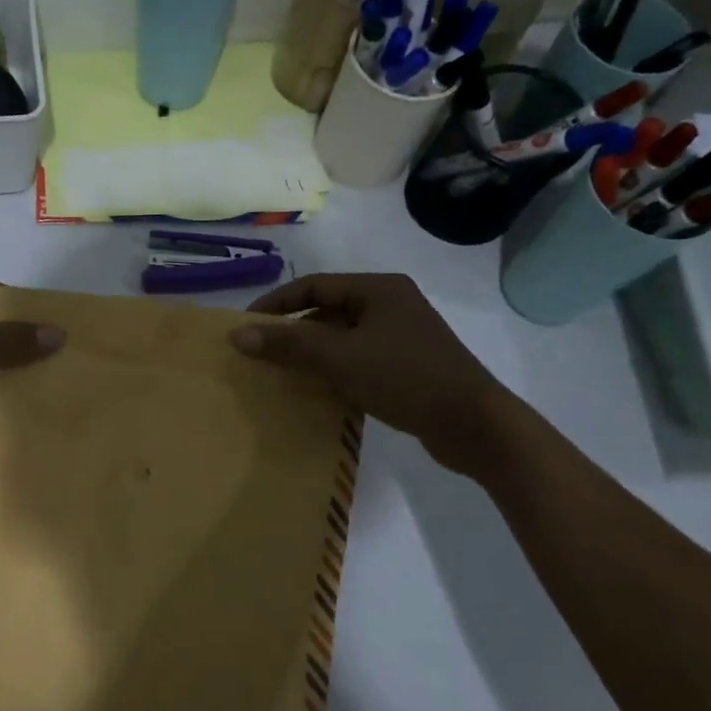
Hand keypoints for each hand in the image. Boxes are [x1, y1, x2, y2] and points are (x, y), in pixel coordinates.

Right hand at [230, 274, 523, 477]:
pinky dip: (331, 369)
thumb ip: (288, 343)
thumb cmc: (405, 377)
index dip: (276, 303)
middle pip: (326, 310)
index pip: (313, 286)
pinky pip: (356, 358)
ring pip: (341, 337)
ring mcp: (400, 336)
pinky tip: (314, 390)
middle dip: (291, 330)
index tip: (246, 327)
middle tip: (260, 353)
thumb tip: (237, 334)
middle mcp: (390, 305)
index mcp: (378, 289)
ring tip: (280, 373)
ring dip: (310, 352)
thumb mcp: (340, 357)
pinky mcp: (405, 365)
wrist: (472, 424)